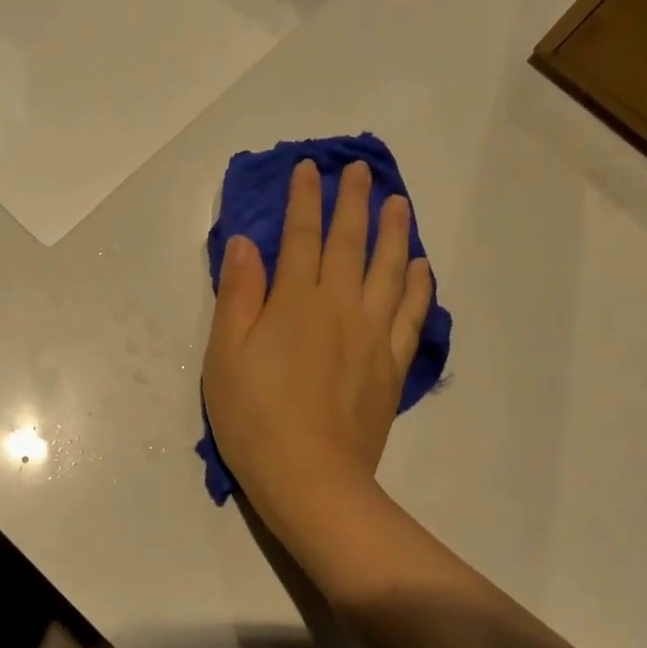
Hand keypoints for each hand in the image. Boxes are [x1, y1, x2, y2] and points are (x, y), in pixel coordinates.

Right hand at [203, 159, 431, 538]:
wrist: (311, 478)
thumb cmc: (255, 417)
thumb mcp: (226, 354)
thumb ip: (238, 295)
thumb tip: (246, 244)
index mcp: (295, 301)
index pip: (301, 236)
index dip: (304, 199)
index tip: (309, 169)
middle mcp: (340, 306)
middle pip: (350, 243)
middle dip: (353, 202)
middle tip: (361, 171)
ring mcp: (372, 335)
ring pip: (389, 269)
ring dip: (395, 232)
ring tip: (399, 203)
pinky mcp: (392, 365)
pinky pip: (411, 313)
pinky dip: (418, 284)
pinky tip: (421, 266)